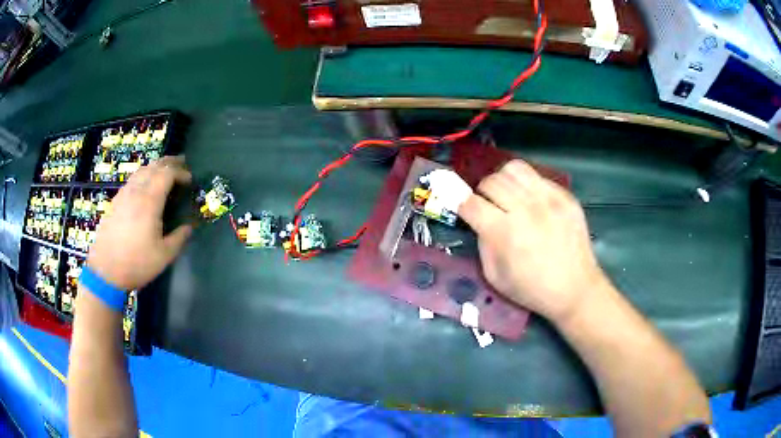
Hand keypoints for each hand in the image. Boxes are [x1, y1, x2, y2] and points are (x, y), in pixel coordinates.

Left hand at [87, 156, 192, 290]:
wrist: (105, 271)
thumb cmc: (136, 263)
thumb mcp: (164, 256)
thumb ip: (179, 238)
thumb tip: (189, 227)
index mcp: (149, 201)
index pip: (167, 173)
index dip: (181, 172)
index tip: (190, 180)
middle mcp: (135, 191)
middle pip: (154, 166)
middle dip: (169, 162)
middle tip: (181, 164)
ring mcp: (123, 195)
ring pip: (141, 170)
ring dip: (155, 167)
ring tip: (165, 172)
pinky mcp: (115, 202)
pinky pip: (132, 180)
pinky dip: (143, 176)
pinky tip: (145, 187)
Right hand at [458, 160, 607, 323]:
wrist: (575, 289)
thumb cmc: (532, 289)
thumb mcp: (495, 277)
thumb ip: (482, 244)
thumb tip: (479, 221)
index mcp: (505, 233)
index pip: (471, 203)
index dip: (461, 203)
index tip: (464, 208)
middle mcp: (526, 210)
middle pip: (491, 181)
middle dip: (482, 192)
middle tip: (489, 205)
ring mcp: (548, 199)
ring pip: (514, 168)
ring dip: (503, 180)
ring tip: (508, 195)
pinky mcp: (565, 196)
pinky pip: (538, 176)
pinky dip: (527, 185)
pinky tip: (532, 202)